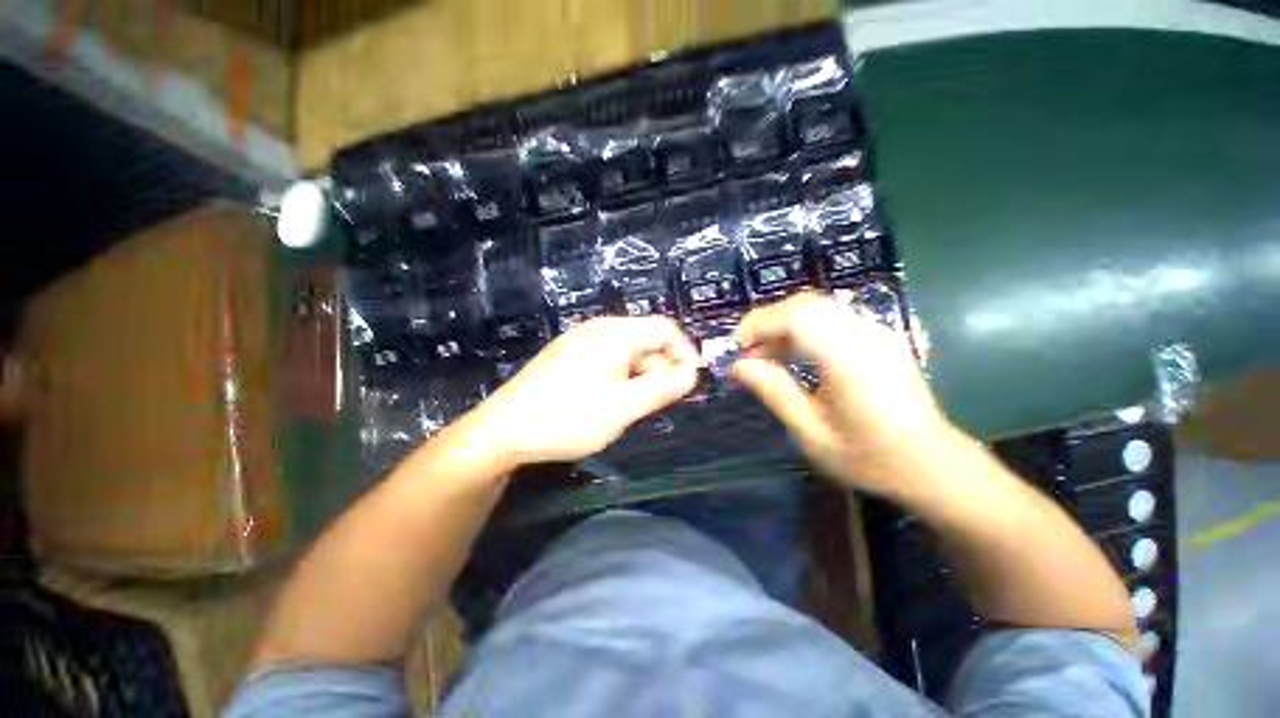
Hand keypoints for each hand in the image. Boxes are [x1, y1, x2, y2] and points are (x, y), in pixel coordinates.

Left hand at [471, 316, 699, 466]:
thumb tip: (693, 373)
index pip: (665, 329)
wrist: (501, 431)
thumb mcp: (623, 407)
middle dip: (661, 368)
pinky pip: (607, 360)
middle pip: (646, 340)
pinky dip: (621, 378)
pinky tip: (611, 402)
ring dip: (641, 376)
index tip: (690, 383)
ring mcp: (580, 342)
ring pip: (627, 353)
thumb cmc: (568, 418)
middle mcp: (599, 329)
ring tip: (633, 408)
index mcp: (615, 333)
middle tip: (659, 403)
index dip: (684, 352)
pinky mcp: (568, 357)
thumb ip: (662, 388)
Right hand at [732, 293, 951, 494]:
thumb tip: (739, 365)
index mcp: (850, 360)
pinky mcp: (880, 336)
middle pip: (806, 304)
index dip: (761, 323)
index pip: (797, 317)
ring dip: (785, 324)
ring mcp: (877, 332)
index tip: (741, 349)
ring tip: (769, 355)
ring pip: (818, 306)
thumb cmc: (870, 457)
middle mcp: (866, 336)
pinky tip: (796, 354)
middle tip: (751, 353)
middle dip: (768, 321)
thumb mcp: (812, 433)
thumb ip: (774, 392)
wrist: (932, 464)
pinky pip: (832, 317)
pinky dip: (803, 327)